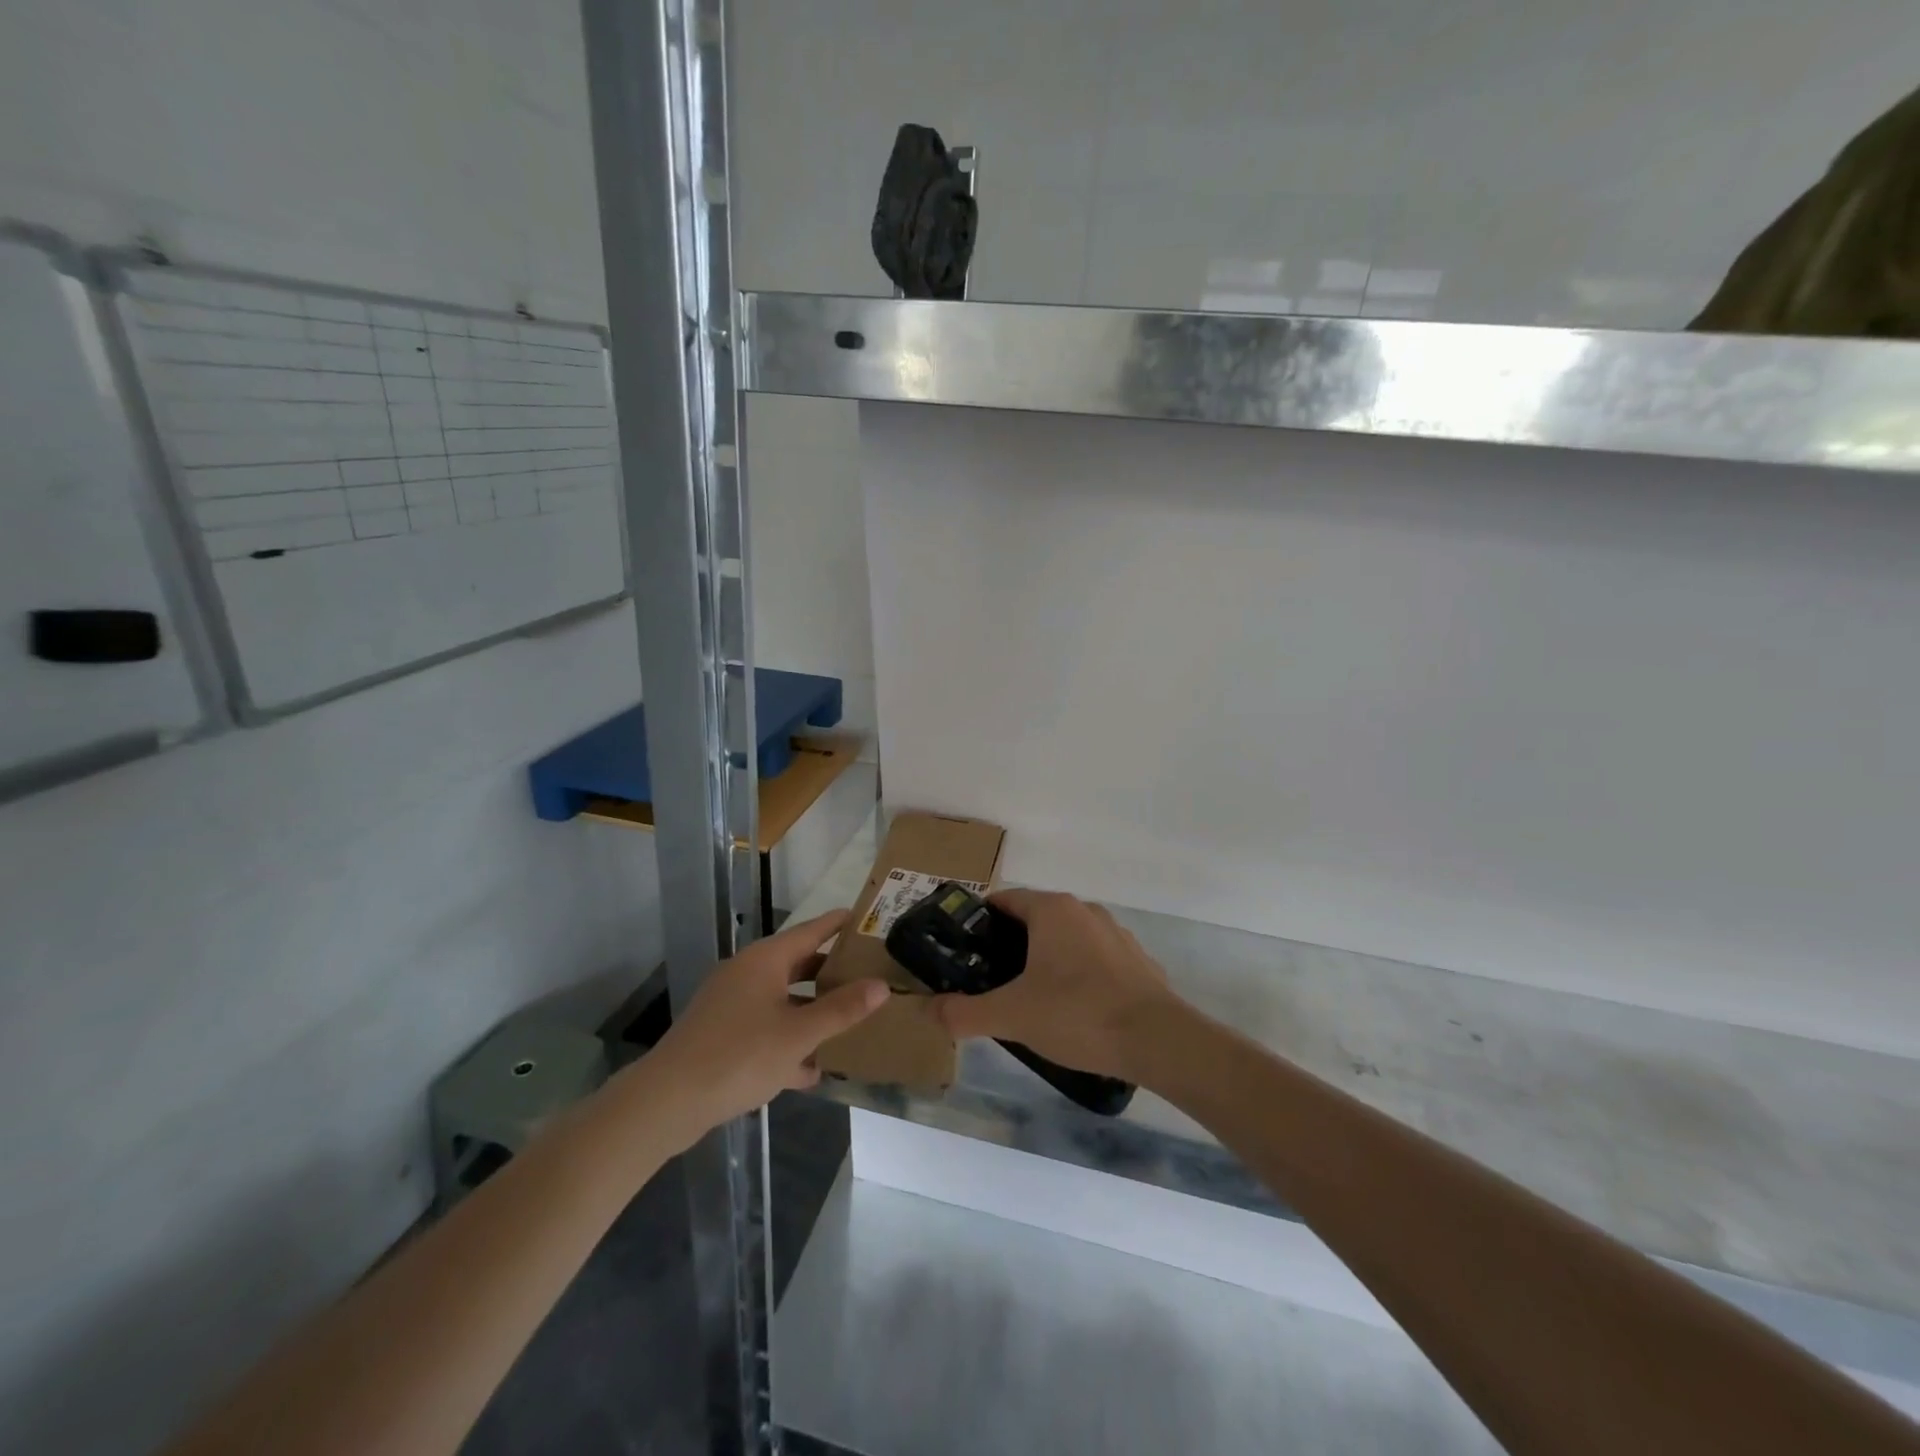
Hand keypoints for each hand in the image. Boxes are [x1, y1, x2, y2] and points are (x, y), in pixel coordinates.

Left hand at [649, 909, 887, 1136]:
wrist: (668, 1101)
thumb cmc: (739, 1056)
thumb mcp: (799, 1034)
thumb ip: (842, 1010)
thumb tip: (881, 985)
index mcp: (765, 961)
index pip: (811, 930)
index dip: (838, 924)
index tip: (865, 918)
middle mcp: (747, 973)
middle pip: (798, 964)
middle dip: (831, 972)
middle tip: (868, 973)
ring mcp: (731, 1004)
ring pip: (782, 999)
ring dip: (811, 1012)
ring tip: (848, 1022)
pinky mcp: (721, 1034)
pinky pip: (765, 1027)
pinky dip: (788, 1040)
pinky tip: (810, 1070)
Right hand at [931, 889, 1178, 1080]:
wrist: (1158, 1040)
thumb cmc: (1078, 1014)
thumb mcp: (1011, 1016)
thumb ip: (964, 1013)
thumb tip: (930, 1010)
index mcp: (1052, 910)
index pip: (1003, 901)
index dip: (978, 924)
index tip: (963, 952)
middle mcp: (1084, 910)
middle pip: (1034, 919)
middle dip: (1009, 946)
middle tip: (990, 982)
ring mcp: (1114, 934)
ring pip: (1065, 940)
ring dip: (1045, 961)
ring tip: (1029, 1000)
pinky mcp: (1136, 960)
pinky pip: (1094, 960)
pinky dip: (1077, 976)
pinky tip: (1073, 1012)